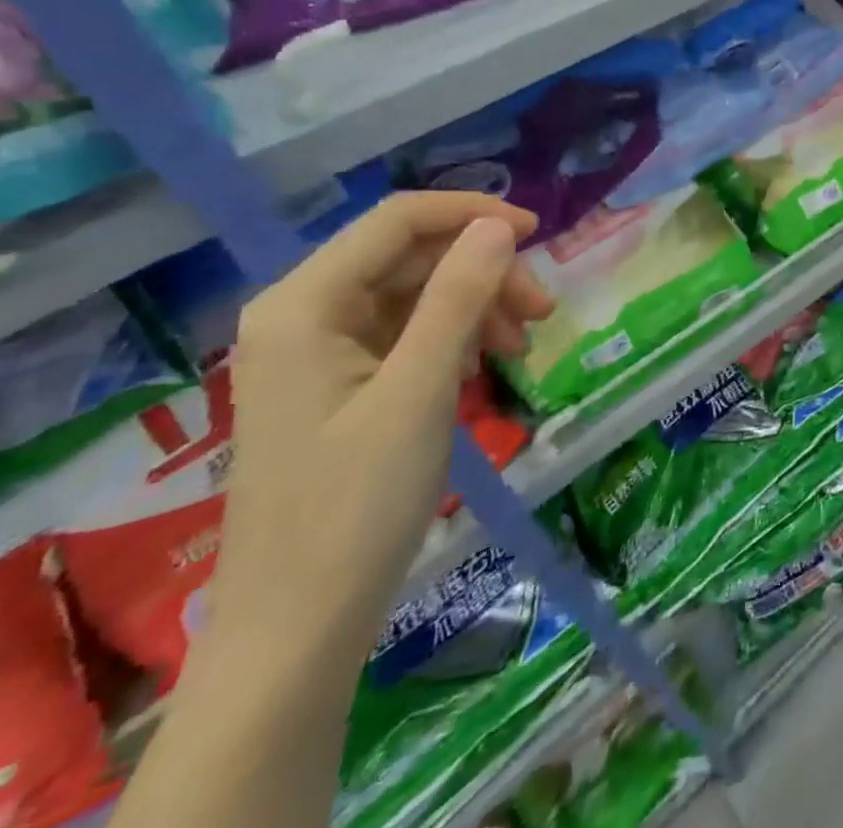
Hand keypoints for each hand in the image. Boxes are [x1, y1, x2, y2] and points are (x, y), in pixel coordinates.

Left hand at [211, 192, 552, 664]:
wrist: (300, 628)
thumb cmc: (357, 503)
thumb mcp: (420, 390)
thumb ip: (458, 296)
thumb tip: (498, 225)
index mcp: (304, 304)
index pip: (397, 220)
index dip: (472, 215)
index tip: (539, 234)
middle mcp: (303, 314)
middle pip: (411, 258)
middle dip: (483, 275)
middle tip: (542, 313)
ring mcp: (318, 353)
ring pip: (416, 296)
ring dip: (476, 309)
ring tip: (521, 349)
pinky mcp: (336, 386)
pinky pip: (407, 336)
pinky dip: (454, 340)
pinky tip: (483, 369)